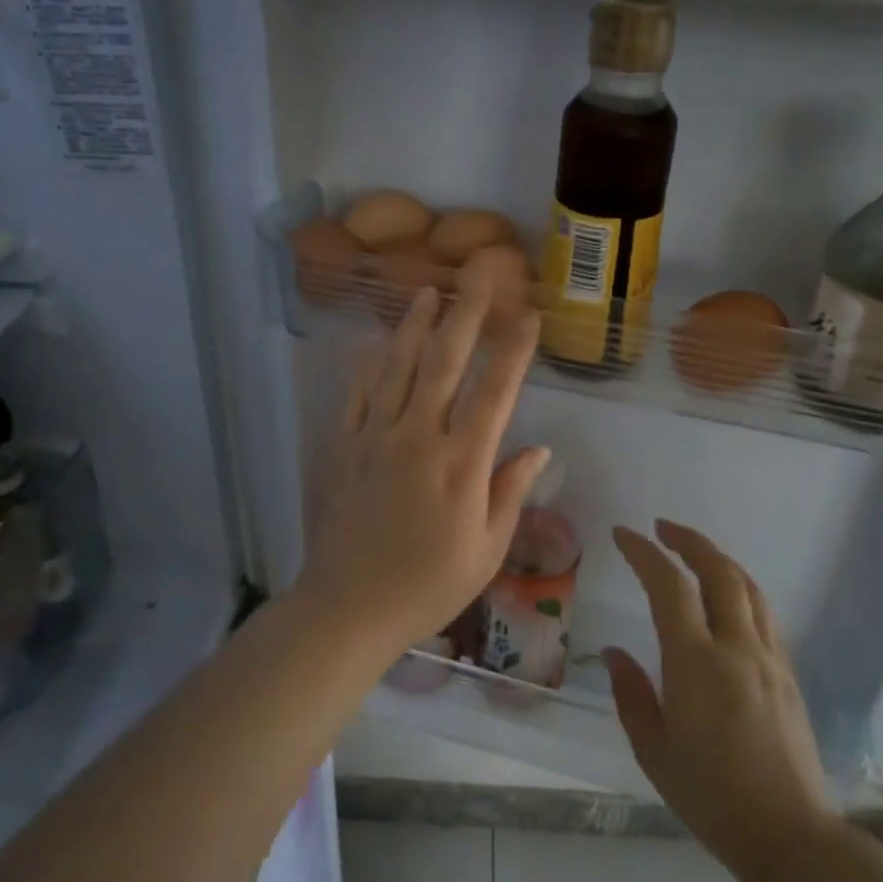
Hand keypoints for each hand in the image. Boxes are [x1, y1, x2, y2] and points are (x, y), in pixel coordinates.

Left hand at [299, 273, 548, 651]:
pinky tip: (377, 342)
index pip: (495, 392)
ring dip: (415, 325)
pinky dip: (369, 364)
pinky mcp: (343, 446)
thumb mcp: (486, 550)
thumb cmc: (428, 586)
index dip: (514, 349)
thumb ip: (510, 491)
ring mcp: (375, 437)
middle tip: (478, 274)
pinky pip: (357, 393)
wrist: (348, 607)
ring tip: (427, 291)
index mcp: (461, 463)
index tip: (528, 315)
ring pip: (398, 366)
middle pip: (445, 362)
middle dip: (466, 313)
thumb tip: (539, 448)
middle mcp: (419, 437)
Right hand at [604, 521, 833, 878]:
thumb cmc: (711, 797)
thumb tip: (614, 653)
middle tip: (662, 528)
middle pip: (719, 571)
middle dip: (688, 540)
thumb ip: (630, 693)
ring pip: (748, 587)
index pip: (669, 586)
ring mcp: (770, 658)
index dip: (644, 552)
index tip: (623, 534)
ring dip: (718, 560)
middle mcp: (737, 647)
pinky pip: (764, 614)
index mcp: (697, 662)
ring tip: (693, 554)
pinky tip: (726, 601)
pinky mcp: (789, 675)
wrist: (791, 837)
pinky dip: (740, 589)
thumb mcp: (653, 750)